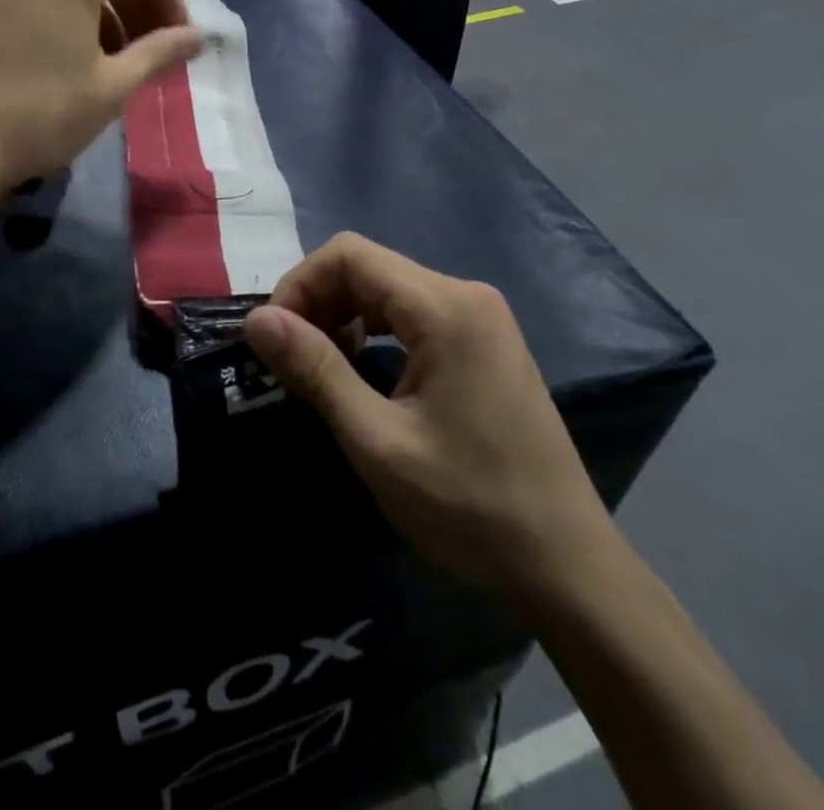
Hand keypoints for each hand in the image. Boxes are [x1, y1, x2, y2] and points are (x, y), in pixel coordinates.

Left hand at [0, 0, 203, 189]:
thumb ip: (161, 52)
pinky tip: (69, 59)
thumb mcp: (114, 85)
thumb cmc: (44, 113)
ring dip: (103, 10)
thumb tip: (198, 37)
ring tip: (114, 59)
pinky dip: (66, 13)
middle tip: (152, 49)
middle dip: (136, 2)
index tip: (176, 36)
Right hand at [244, 234, 616, 611]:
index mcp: (445, 307)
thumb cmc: (469, 507)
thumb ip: (315, 369)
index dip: (298, 285)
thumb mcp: (377, 441)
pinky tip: (362, 370)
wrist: (568, 568)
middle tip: (289, 360)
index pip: (348, 255)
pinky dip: (373, 330)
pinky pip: (412, 313)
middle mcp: (465, 295)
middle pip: (367, 267)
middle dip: (317, 302)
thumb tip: (256, 319)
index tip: (273, 339)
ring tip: (319, 367)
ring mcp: (481, 318)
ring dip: (342, 316)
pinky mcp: (484, 342)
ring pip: (387, 288)